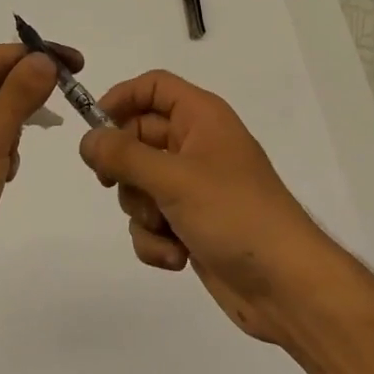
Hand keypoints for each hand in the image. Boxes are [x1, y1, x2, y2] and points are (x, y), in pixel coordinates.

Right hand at [78, 71, 340, 344]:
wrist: (287, 287)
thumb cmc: (234, 214)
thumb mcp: (174, 179)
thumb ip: (124, 156)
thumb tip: (86, 140)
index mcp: (201, 116)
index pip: (153, 87)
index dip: (121, 99)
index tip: (94, 130)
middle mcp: (196, 144)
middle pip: (138, 137)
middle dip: (126, 168)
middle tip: (115, 184)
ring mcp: (193, 187)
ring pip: (140, 184)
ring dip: (142, 211)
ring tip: (165, 227)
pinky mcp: (190, 224)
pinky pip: (152, 220)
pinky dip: (155, 240)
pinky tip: (177, 256)